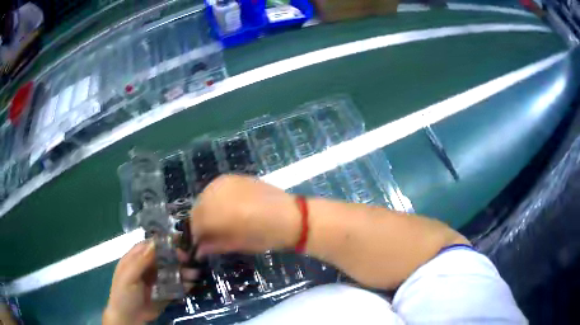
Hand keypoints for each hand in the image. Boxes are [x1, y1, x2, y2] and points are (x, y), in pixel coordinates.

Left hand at [103, 241, 198, 324]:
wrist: (129, 319)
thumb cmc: (124, 294)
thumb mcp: (129, 276)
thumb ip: (140, 261)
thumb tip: (155, 242)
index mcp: (135, 259)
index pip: (150, 246)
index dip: (162, 243)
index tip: (177, 242)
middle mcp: (147, 267)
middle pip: (163, 258)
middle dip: (176, 257)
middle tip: (188, 260)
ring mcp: (156, 281)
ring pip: (171, 271)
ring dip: (183, 271)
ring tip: (194, 274)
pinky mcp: (164, 293)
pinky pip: (175, 286)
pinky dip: (184, 284)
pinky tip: (190, 285)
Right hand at [191, 175, 301, 258]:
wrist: (292, 216)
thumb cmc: (266, 236)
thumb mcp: (237, 244)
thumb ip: (214, 244)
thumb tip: (198, 250)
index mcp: (217, 212)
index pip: (196, 224)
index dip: (195, 236)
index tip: (199, 245)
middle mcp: (216, 192)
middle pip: (197, 208)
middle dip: (200, 223)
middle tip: (208, 235)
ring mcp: (225, 181)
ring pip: (205, 197)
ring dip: (206, 211)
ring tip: (217, 222)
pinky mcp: (234, 177)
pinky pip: (216, 188)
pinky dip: (216, 200)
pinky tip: (225, 208)